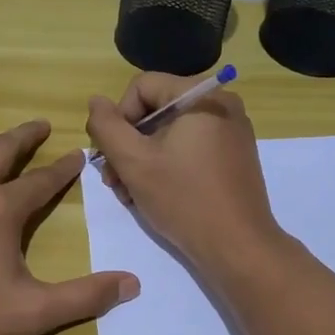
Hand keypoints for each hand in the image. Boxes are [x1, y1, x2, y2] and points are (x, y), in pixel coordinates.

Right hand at [85, 75, 283, 274]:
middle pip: (155, 110)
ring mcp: (231, 131)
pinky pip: (189, 147)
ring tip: (128, 194)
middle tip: (114, 181)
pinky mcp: (233, 156)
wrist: (238, 248)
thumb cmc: (184, 199)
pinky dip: (166, 165)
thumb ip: (107, 126)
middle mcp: (221, 104)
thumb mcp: (133, 161)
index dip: (118, 118)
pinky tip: (152, 194)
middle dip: (128, 144)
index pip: (141, 87)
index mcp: (201, 96)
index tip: (111, 156)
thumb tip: (96, 102)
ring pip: (170, 132)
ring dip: (142, 159)